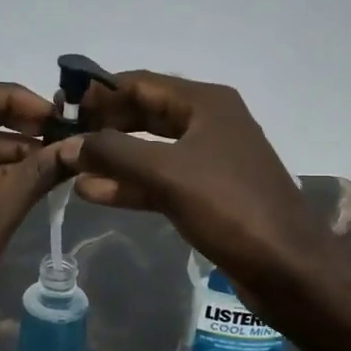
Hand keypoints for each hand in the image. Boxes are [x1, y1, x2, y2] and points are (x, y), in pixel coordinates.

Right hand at [60, 72, 329, 299]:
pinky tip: (94, 193)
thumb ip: (114, 154)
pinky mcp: (206, 194)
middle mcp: (208, 123)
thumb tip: (68, 145)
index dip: (100, 93)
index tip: (62, 108)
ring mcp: (208, 160)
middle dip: (104, 126)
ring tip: (70, 168)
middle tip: (62, 139)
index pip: (141, 83)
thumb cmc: (230, 208)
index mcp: (206, 103)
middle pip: (144, 114)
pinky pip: (159, 180)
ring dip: (112, 159)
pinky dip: (129, 185)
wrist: (288, 267)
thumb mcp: (168, 173)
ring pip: (149, 150)